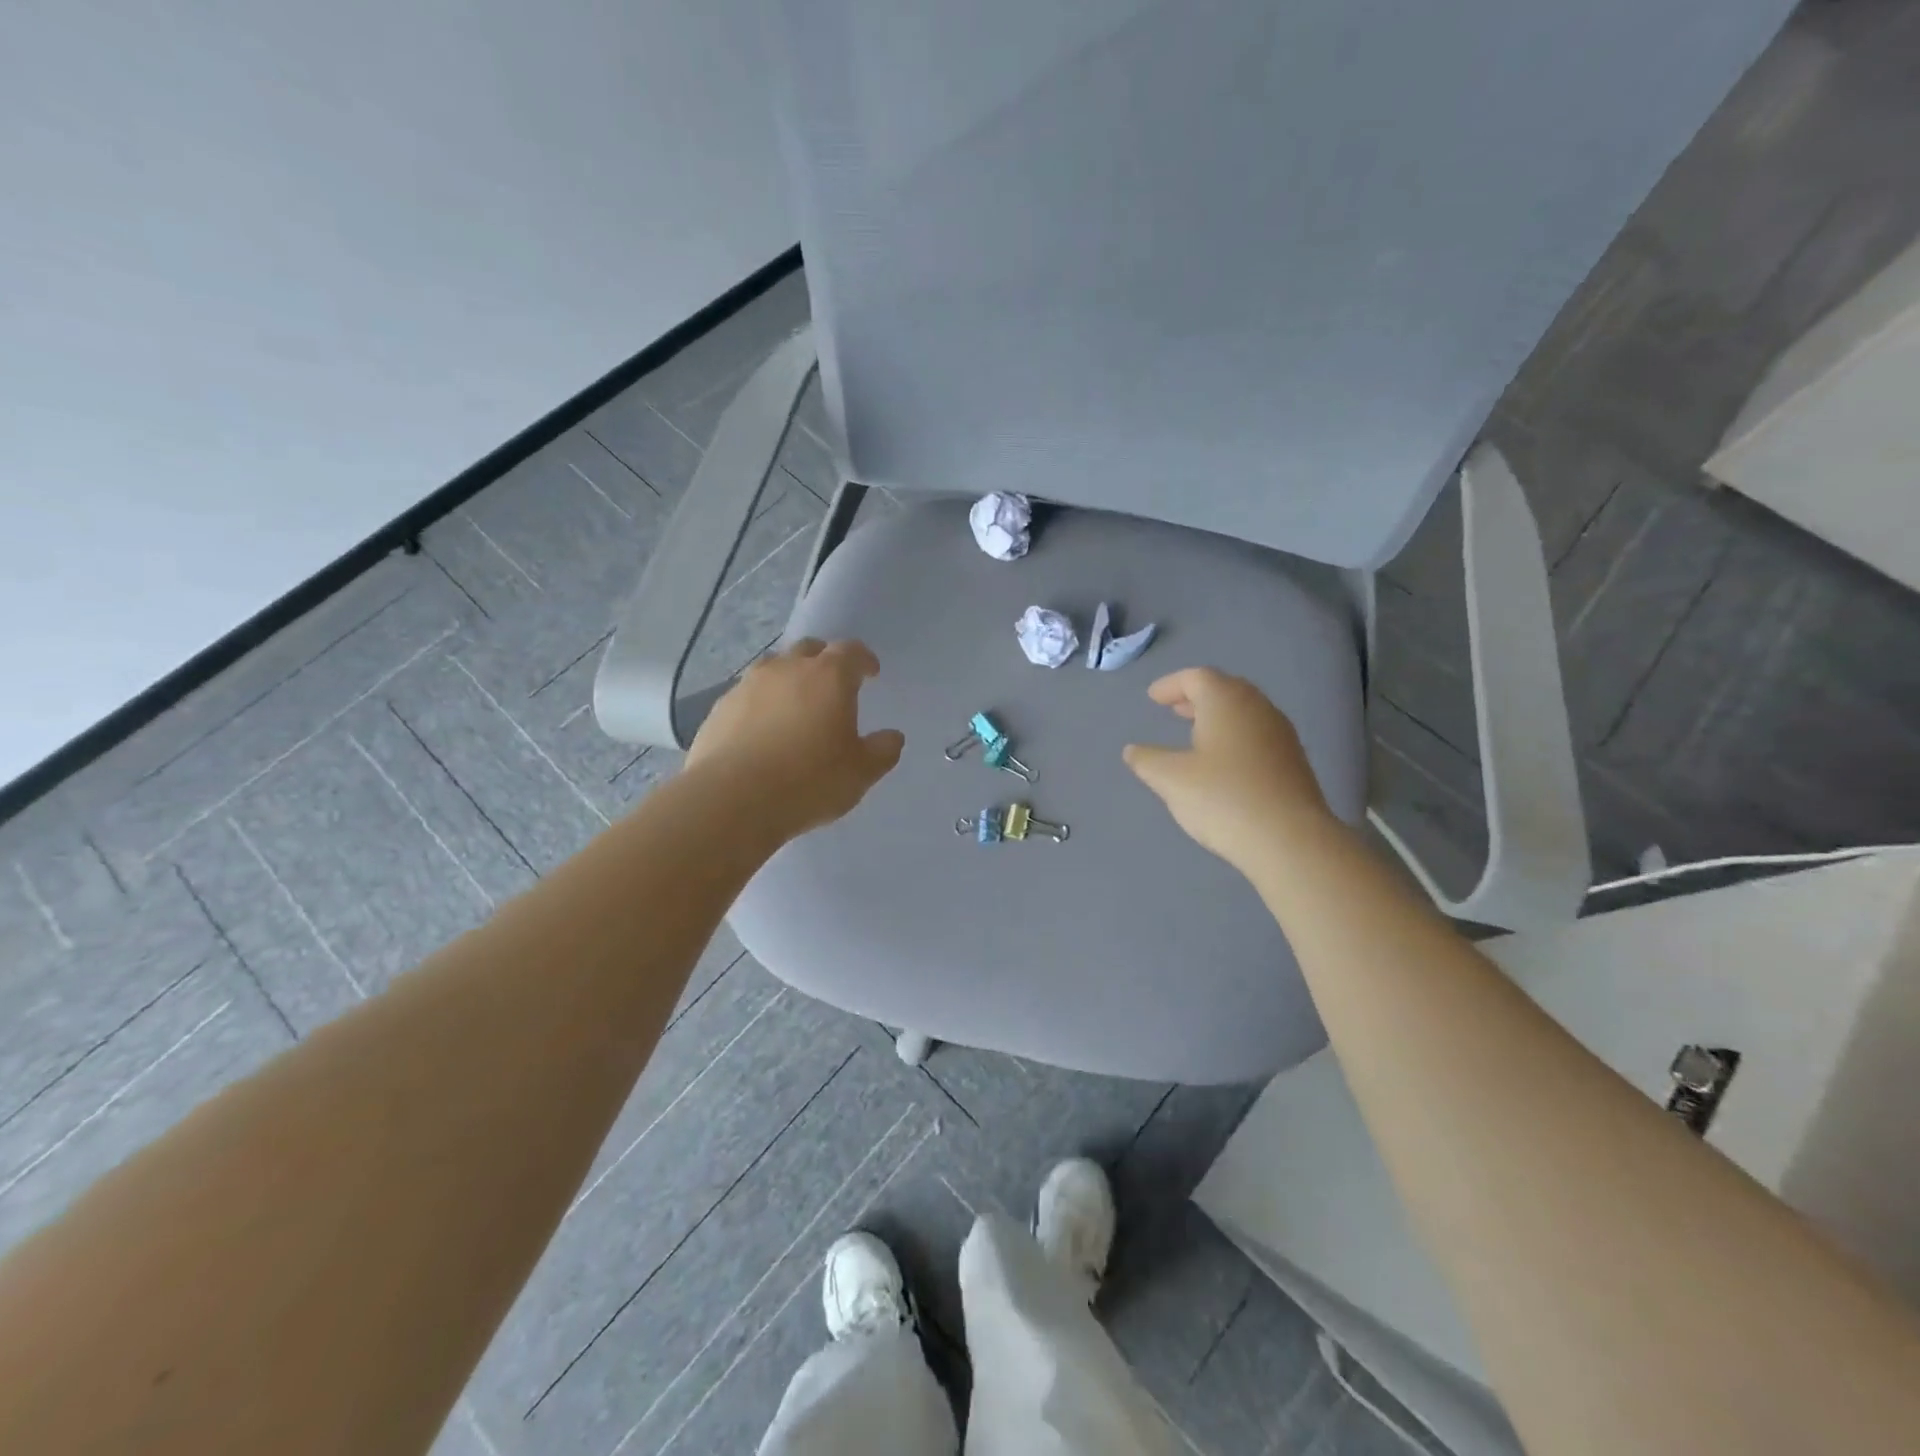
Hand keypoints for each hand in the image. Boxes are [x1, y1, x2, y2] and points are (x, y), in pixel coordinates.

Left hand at [687, 638, 904, 839]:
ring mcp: (748, 685)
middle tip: (832, 685)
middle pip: (809, 649)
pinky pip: (747, 695)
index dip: (864, 660)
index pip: (851, 651)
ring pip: (773, 667)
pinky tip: (761, 730)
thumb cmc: (809, 781)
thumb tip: (892, 737)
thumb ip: (882, 751)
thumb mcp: (860, 773)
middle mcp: (787, 669)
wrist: (732, 800)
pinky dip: (760, 703)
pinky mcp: (719, 708)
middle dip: (824, 661)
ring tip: (794, 705)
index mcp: (829, 677)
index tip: (870, 673)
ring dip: (789, 678)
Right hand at [1123, 667, 1334, 871]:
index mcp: (1226, 701)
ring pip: (1244, 711)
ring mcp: (1281, 734)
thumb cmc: (1223, 798)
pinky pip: (1258, 734)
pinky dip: (1235, 736)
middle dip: (1196, 696)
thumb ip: (1147, 760)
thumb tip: (1133, 750)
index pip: (1196, 677)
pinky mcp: (1293, 760)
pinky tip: (1224, 762)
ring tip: (1195, 734)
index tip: (1152, 698)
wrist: (1289, 839)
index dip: (1171, 685)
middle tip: (1174, 709)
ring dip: (1217, 716)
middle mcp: (1257, 708)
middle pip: (1225, 689)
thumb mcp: (1170, 779)